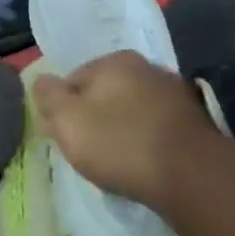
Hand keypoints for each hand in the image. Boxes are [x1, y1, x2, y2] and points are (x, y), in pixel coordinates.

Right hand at [30, 51, 214, 207]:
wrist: (191, 175)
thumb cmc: (119, 143)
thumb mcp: (67, 120)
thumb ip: (48, 96)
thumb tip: (41, 80)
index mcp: (114, 60)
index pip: (72, 81)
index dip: (62, 110)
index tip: (63, 137)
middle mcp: (147, 67)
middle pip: (103, 94)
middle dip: (92, 118)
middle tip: (86, 151)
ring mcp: (175, 93)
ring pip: (130, 110)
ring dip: (119, 129)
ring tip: (115, 160)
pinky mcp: (194, 121)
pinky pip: (154, 127)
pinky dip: (144, 140)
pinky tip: (141, 162)